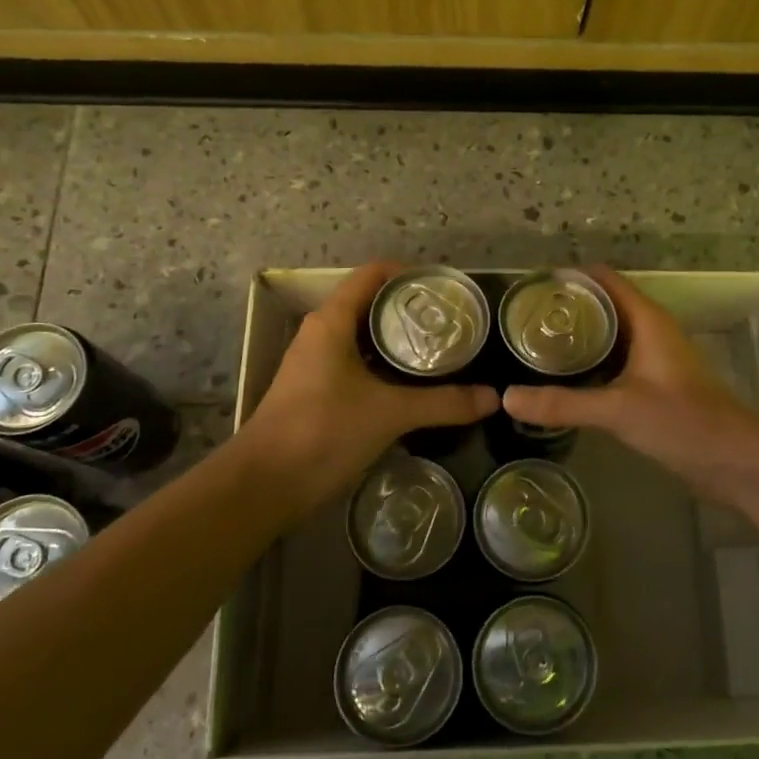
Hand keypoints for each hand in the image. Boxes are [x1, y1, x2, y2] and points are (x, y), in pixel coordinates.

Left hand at [239, 263, 497, 511]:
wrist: (265, 485)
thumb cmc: (323, 431)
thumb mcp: (390, 413)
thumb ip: (444, 403)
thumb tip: (494, 397)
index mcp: (333, 321)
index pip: (374, 274)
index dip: (411, 273)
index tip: (447, 290)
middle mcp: (323, 332)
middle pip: (372, 303)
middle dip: (412, 309)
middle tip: (455, 322)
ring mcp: (318, 362)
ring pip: (365, 336)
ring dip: (400, 339)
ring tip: (443, 349)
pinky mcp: (319, 390)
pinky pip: (359, 363)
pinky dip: (387, 365)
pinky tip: (415, 383)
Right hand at [501, 267, 758, 496]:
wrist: (735, 461)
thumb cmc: (683, 421)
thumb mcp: (618, 409)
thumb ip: (563, 403)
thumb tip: (506, 398)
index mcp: (647, 320)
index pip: (605, 280)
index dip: (570, 277)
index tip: (530, 287)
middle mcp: (650, 331)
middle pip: (604, 305)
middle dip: (566, 309)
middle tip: (521, 319)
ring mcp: (653, 359)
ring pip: (609, 336)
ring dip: (577, 338)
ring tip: (533, 345)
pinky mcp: (653, 386)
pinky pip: (614, 363)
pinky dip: (589, 364)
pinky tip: (563, 379)